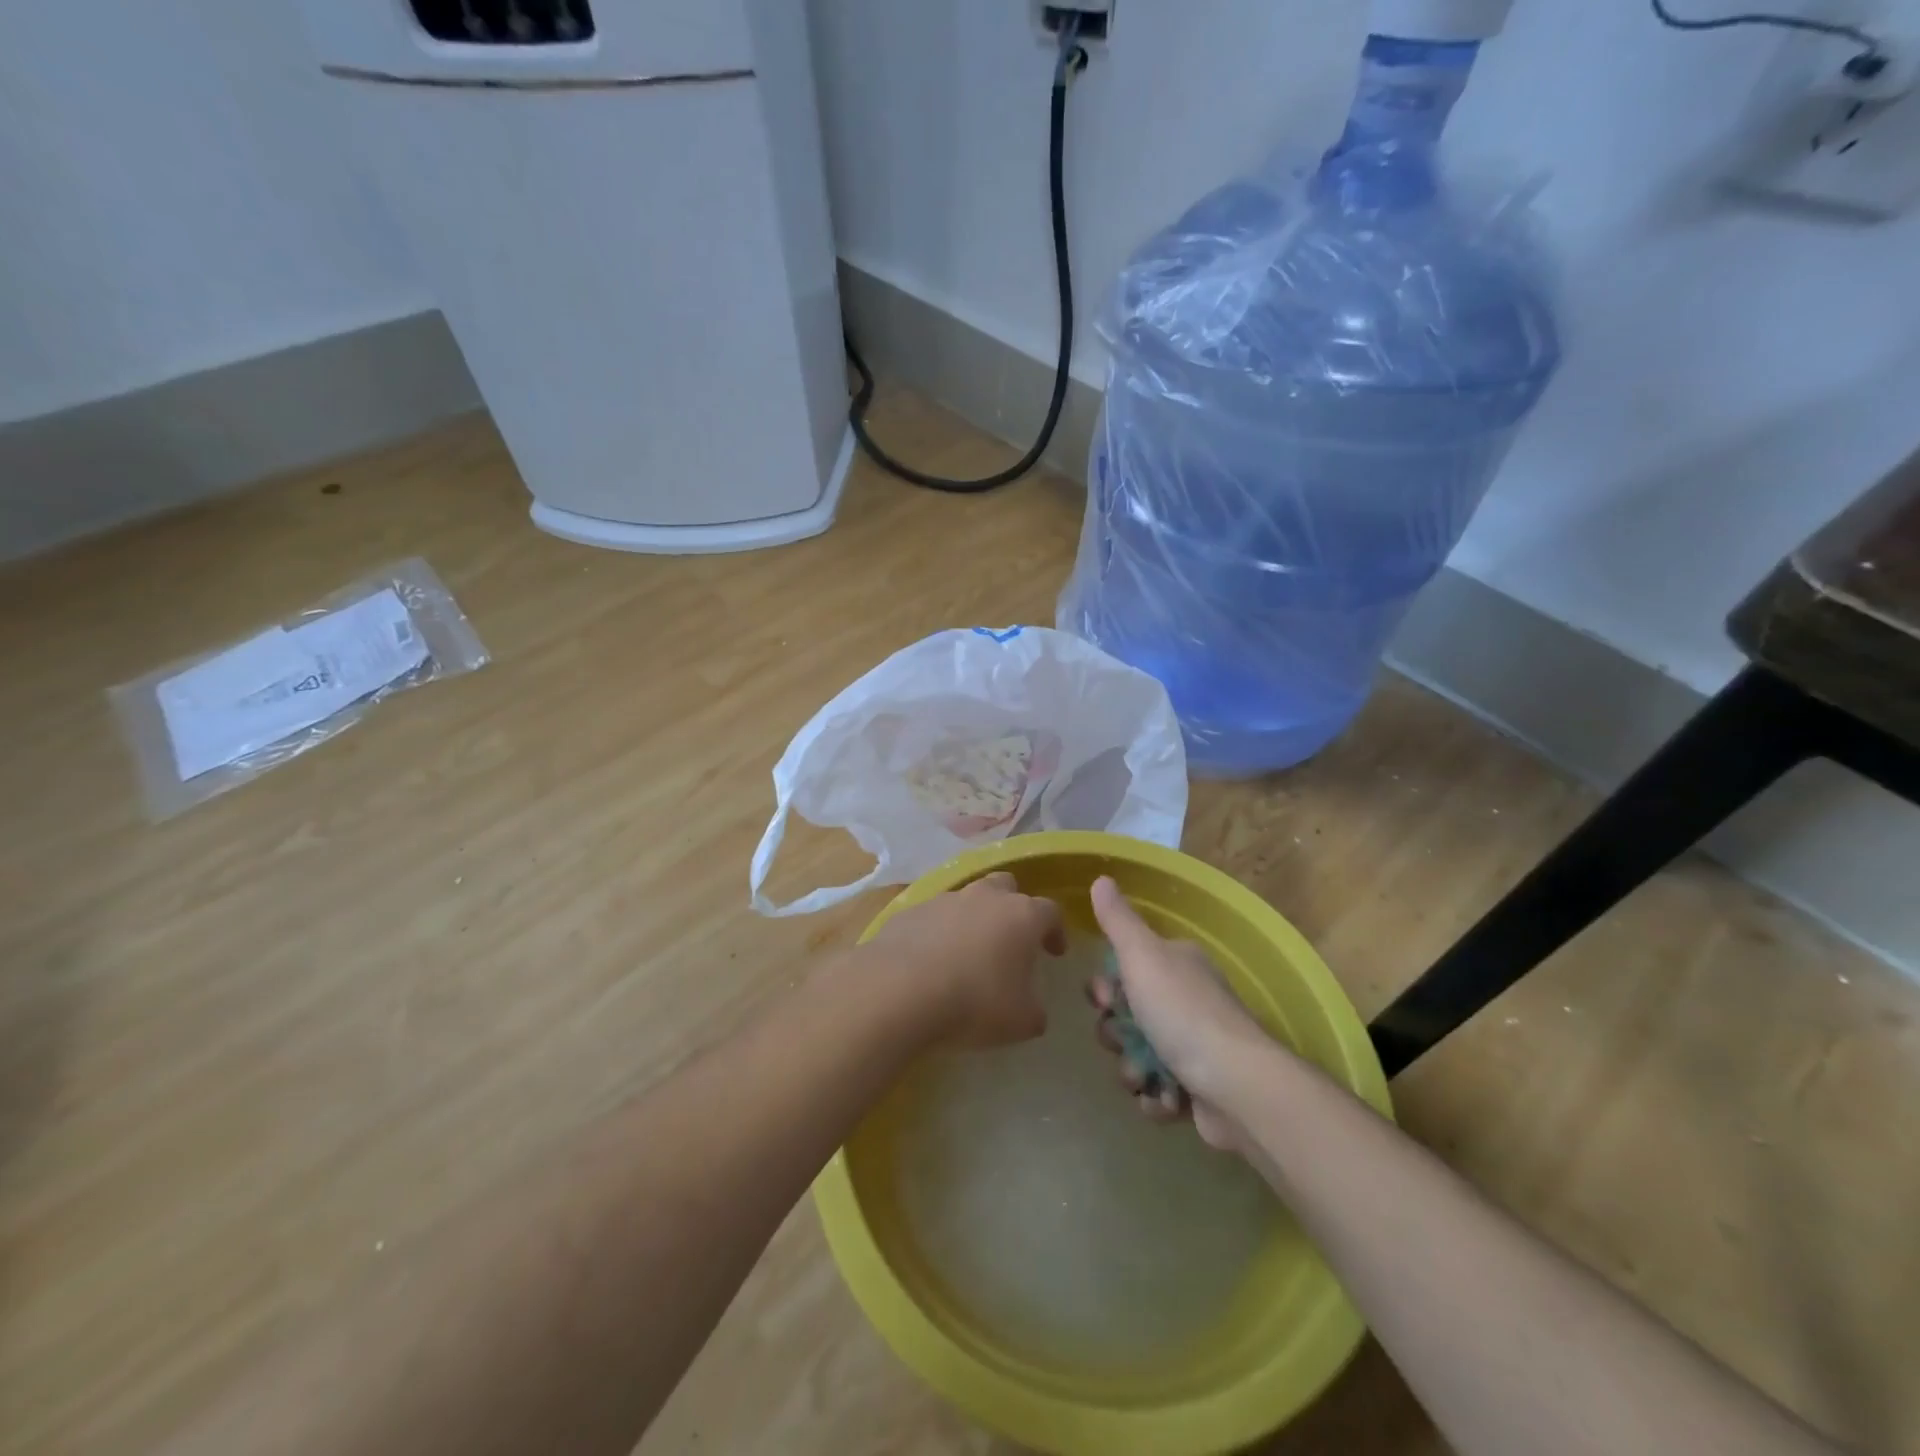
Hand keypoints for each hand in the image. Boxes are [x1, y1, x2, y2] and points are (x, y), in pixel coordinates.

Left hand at [866, 872, 1065, 1047]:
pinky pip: (933, 916)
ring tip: (968, 952)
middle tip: (1011, 939)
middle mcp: (985, 897)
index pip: (1050, 911)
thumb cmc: (974, 1002)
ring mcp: (944, 899)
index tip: (1054, 953)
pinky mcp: (910, 911)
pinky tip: (932, 960)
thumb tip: (1032, 1009)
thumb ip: (1034, 1011)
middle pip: (1007, 887)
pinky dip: (939, 932)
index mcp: (1021, 916)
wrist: (899, 990)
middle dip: (1013, 907)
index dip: (1055, 931)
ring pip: (967, 899)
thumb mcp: (1021, 1022)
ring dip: (973, 919)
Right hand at [1089, 876, 1269, 1149]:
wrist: (1236, 1085)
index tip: (1106, 999)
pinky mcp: (1199, 1089)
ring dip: (1133, 1070)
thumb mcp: (1143, 956)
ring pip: (1138, 1055)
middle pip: (1127, 1015)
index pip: (1126, 968)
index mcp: (1177, 964)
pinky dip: (1156, 1098)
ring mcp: (1196, 1047)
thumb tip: (1101, 878)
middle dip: (1116, 1034)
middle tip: (1122, 1040)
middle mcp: (1187, 1000)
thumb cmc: (1183, 1012)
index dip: (1107, 987)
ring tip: (1145, 1078)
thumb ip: (1118, 921)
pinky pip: (1159, 1091)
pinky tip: (1164, 1100)